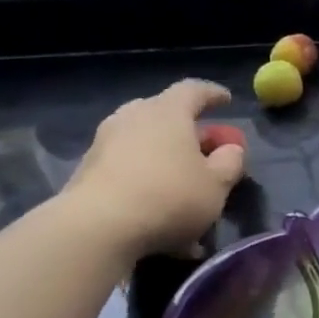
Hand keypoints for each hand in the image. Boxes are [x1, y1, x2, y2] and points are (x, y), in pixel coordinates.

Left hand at [60, 80, 245, 257]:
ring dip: (163, 154)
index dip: (212, 94)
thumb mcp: (216, 185)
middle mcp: (133, 118)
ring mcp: (105, 142)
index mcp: (168, 113)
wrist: (98, 227)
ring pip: (143, 140)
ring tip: (180, 180)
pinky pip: (126, 165)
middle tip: (202, 145)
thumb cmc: (170, 197)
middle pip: (163, 112)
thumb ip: (230, 162)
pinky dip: (144, 176)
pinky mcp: (88, 169)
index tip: (226, 100)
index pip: (193, 90)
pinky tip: (156, 204)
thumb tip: (231, 149)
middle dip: (185, 126)